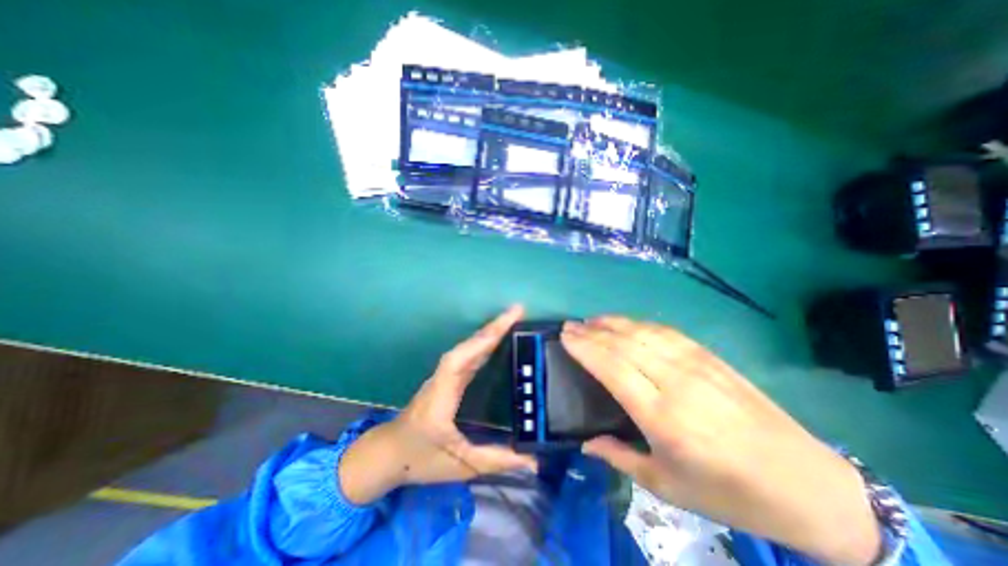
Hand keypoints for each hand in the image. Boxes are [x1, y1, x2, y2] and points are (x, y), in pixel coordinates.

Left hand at [341, 305, 535, 504]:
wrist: (387, 454)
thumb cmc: (420, 459)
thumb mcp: (461, 465)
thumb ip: (497, 460)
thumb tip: (533, 460)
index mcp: (441, 397)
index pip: (461, 361)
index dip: (483, 341)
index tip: (506, 323)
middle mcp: (441, 379)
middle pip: (466, 347)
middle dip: (492, 328)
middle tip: (516, 312)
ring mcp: (442, 376)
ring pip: (466, 348)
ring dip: (487, 332)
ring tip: (510, 320)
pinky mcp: (445, 378)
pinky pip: (466, 355)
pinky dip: (481, 343)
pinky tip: (494, 341)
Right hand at [563, 318, 879, 565]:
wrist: (807, 485)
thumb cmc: (729, 493)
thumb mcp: (667, 488)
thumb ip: (619, 458)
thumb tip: (585, 444)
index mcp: (663, 417)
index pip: (612, 368)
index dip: (585, 348)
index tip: (565, 337)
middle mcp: (677, 383)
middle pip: (624, 344)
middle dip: (592, 331)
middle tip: (570, 326)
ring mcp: (696, 365)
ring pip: (643, 332)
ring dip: (612, 323)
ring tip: (590, 320)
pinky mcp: (710, 358)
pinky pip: (666, 332)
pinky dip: (639, 323)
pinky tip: (626, 323)